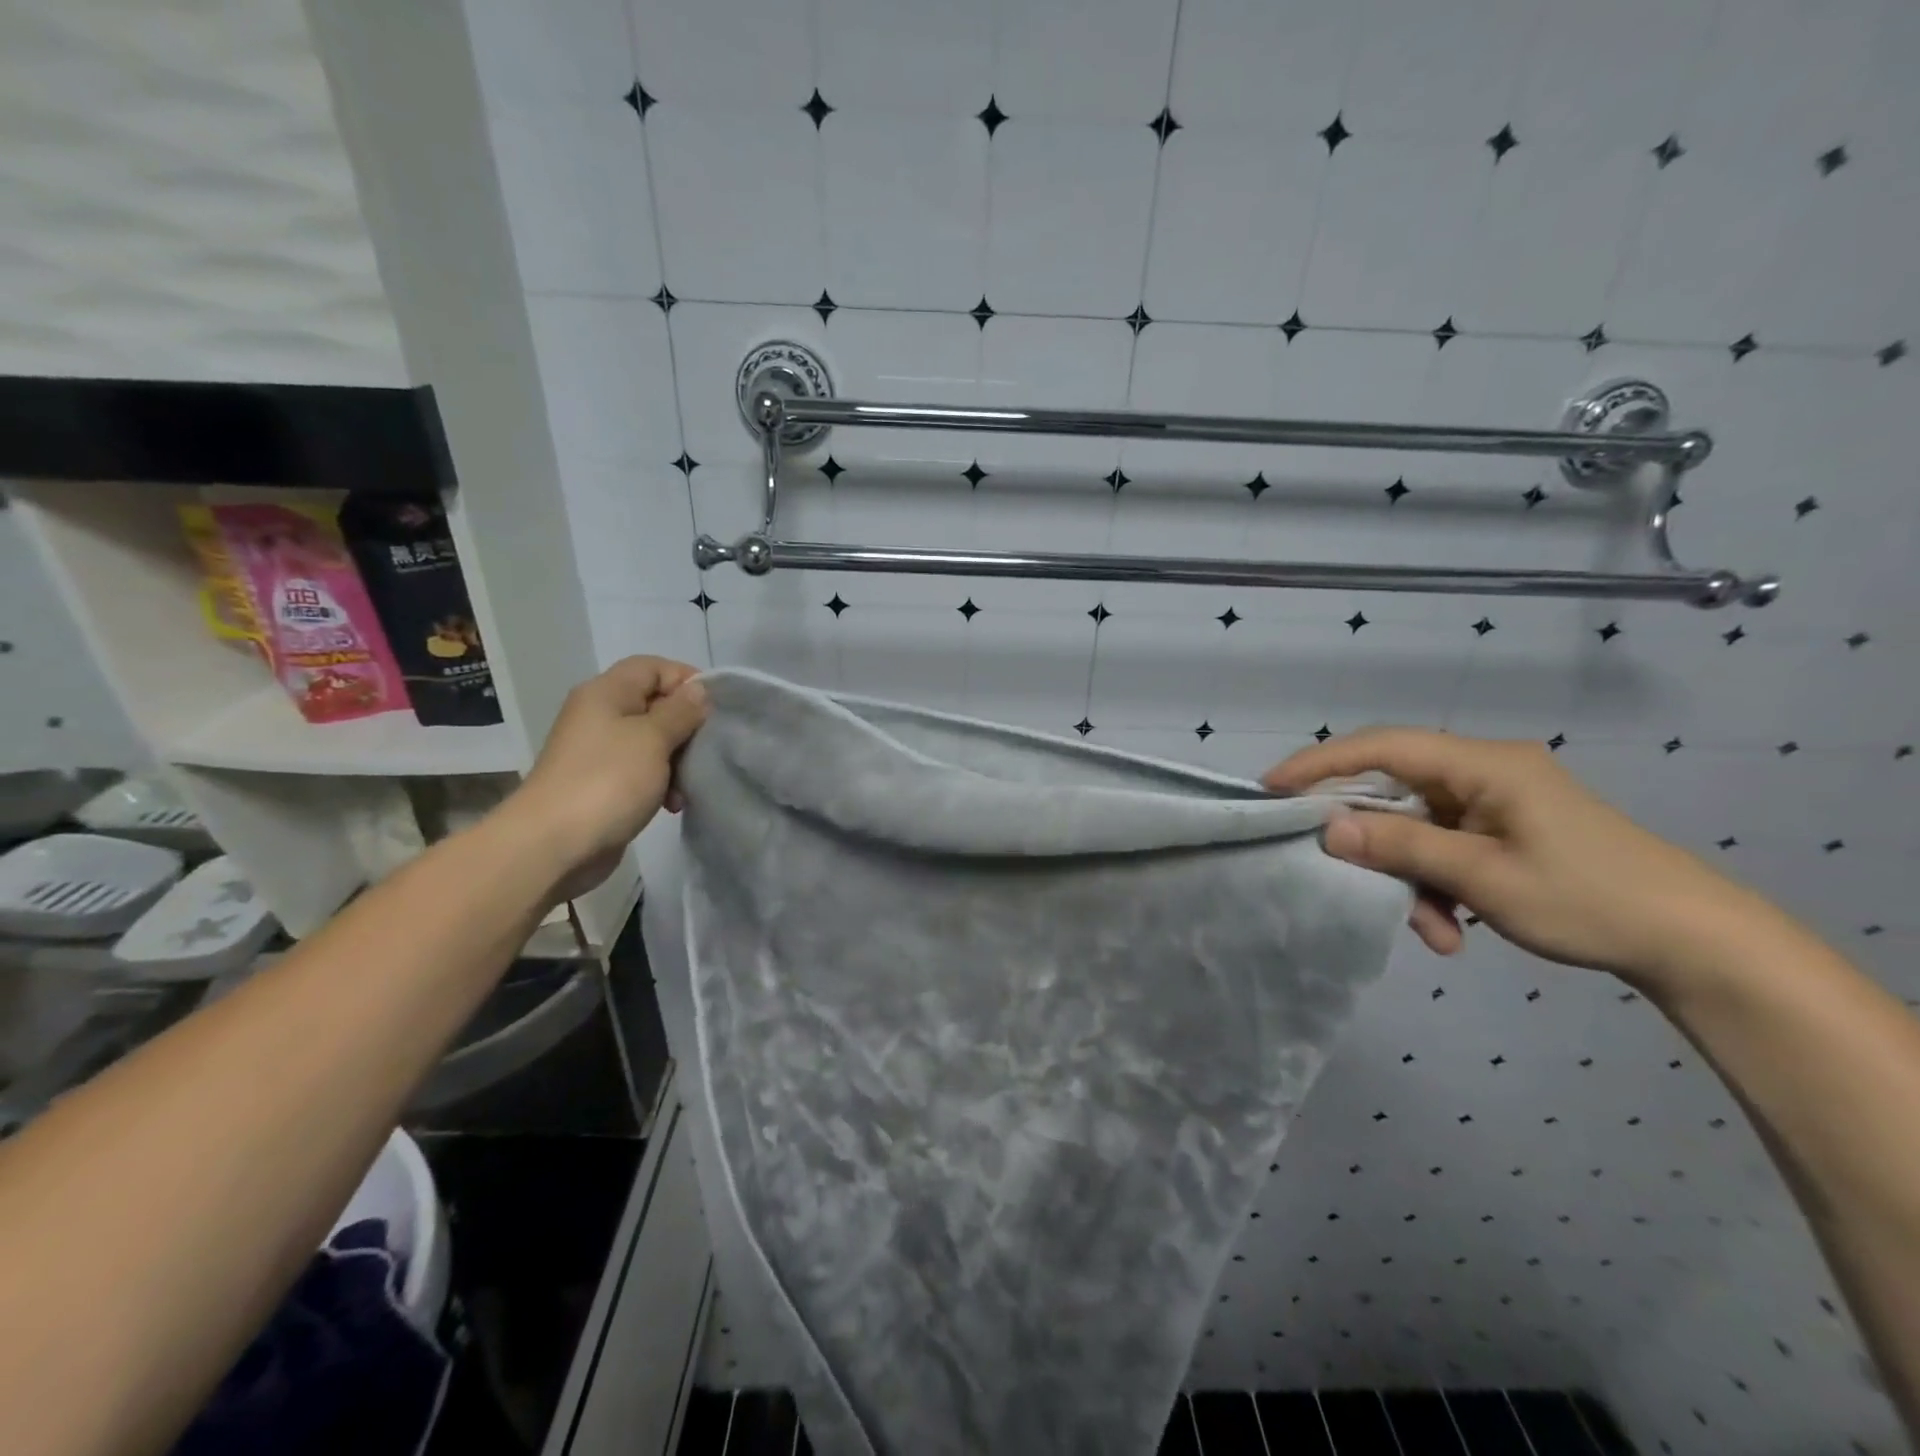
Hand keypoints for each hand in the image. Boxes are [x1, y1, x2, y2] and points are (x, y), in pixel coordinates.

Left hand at [506, 657, 708, 899]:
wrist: (553, 845)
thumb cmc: (607, 781)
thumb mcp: (653, 739)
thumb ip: (680, 711)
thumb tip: (698, 691)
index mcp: (606, 693)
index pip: (653, 667)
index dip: (686, 680)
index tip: (715, 709)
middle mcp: (600, 715)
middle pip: (655, 704)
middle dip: (686, 726)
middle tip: (706, 750)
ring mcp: (600, 751)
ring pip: (652, 741)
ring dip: (677, 760)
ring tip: (687, 785)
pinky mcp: (603, 783)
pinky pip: (642, 771)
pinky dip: (662, 782)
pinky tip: (672, 804)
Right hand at [1264, 728, 1758, 986]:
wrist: (1695, 944)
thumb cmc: (1590, 899)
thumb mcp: (1484, 878)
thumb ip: (1401, 848)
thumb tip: (1329, 829)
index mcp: (1485, 765)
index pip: (1383, 747)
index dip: (1322, 762)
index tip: (1272, 788)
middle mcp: (1484, 772)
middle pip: (1394, 789)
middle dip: (1370, 838)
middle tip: (1334, 866)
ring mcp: (1494, 803)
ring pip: (1417, 826)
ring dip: (1410, 877)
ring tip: (1431, 931)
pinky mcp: (1503, 831)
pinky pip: (1444, 847)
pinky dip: (1437, 885)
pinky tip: (1452, 931)